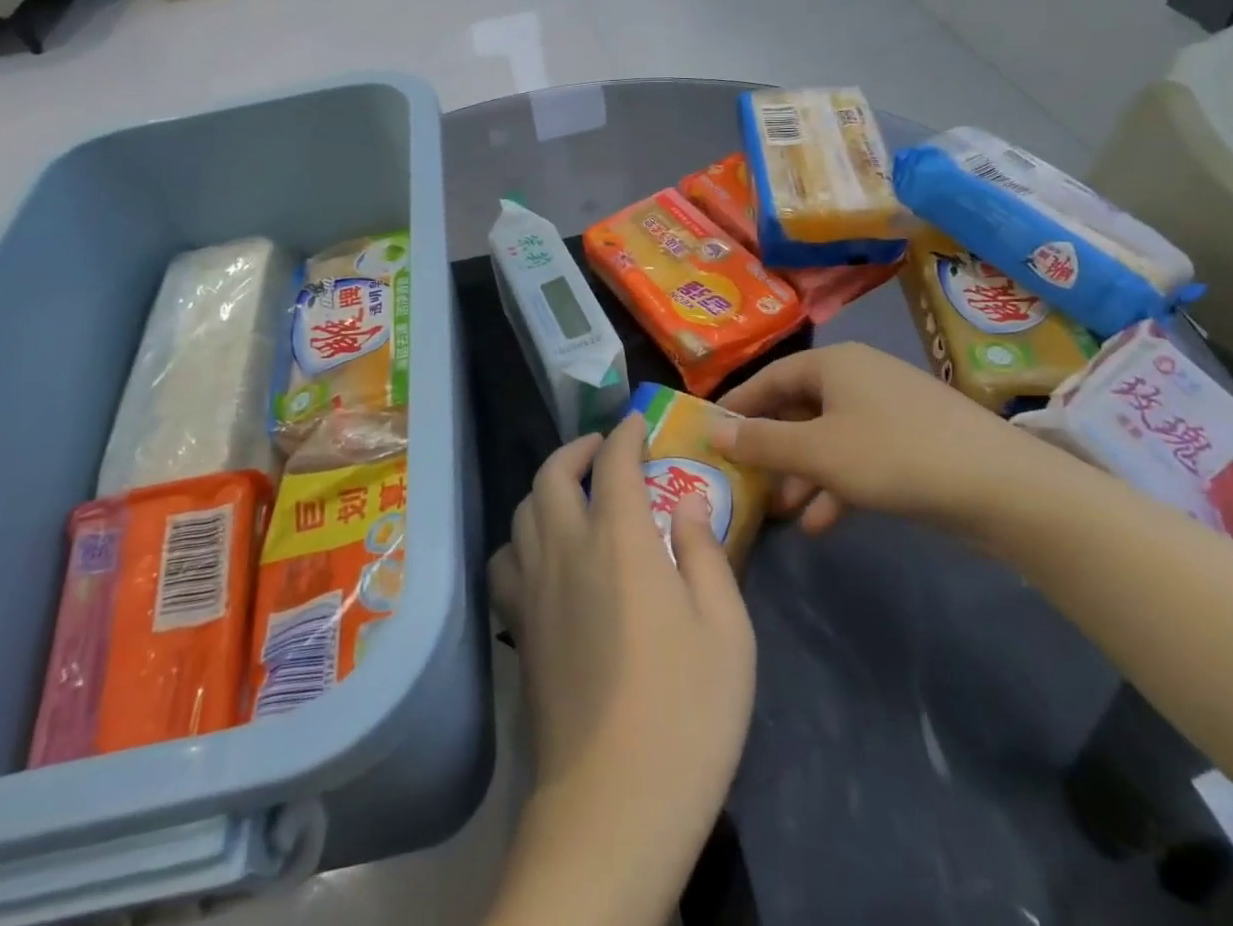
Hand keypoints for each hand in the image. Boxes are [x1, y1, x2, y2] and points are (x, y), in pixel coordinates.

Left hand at [485, 414, 754, 925]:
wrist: (612, 807)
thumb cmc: (686, 714)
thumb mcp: (727, 630)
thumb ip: (705, 554)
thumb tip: (687, 504)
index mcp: (619, 541)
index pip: (615, 463)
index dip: (624, 435)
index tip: (635, 425)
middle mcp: (565, 549)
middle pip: (552, 474)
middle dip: (577, 448)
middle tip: (602, 449)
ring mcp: (533, 588)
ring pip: (522, 511)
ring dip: (546, 486)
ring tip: (573, 493)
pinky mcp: (517, 628)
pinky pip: (506, 558)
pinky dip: (522, 537)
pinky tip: (543, 554)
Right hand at [716, 342, 1030, 532]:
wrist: (1002, 487)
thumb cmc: (894, 455)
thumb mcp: (818, 452)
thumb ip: (762, 443)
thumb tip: (713, 432)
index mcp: (833, 364)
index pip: (770, 378)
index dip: (739, 406)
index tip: (712, 433)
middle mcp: (859, 376)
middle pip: (799, 408)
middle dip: (774, 449)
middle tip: (747, 479)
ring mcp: (889, 408)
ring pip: (829, 437)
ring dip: (804, 473)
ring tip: (783, 512)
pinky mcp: (913, 440)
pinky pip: (860, 455)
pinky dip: (838, 483)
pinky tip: (823, 523)